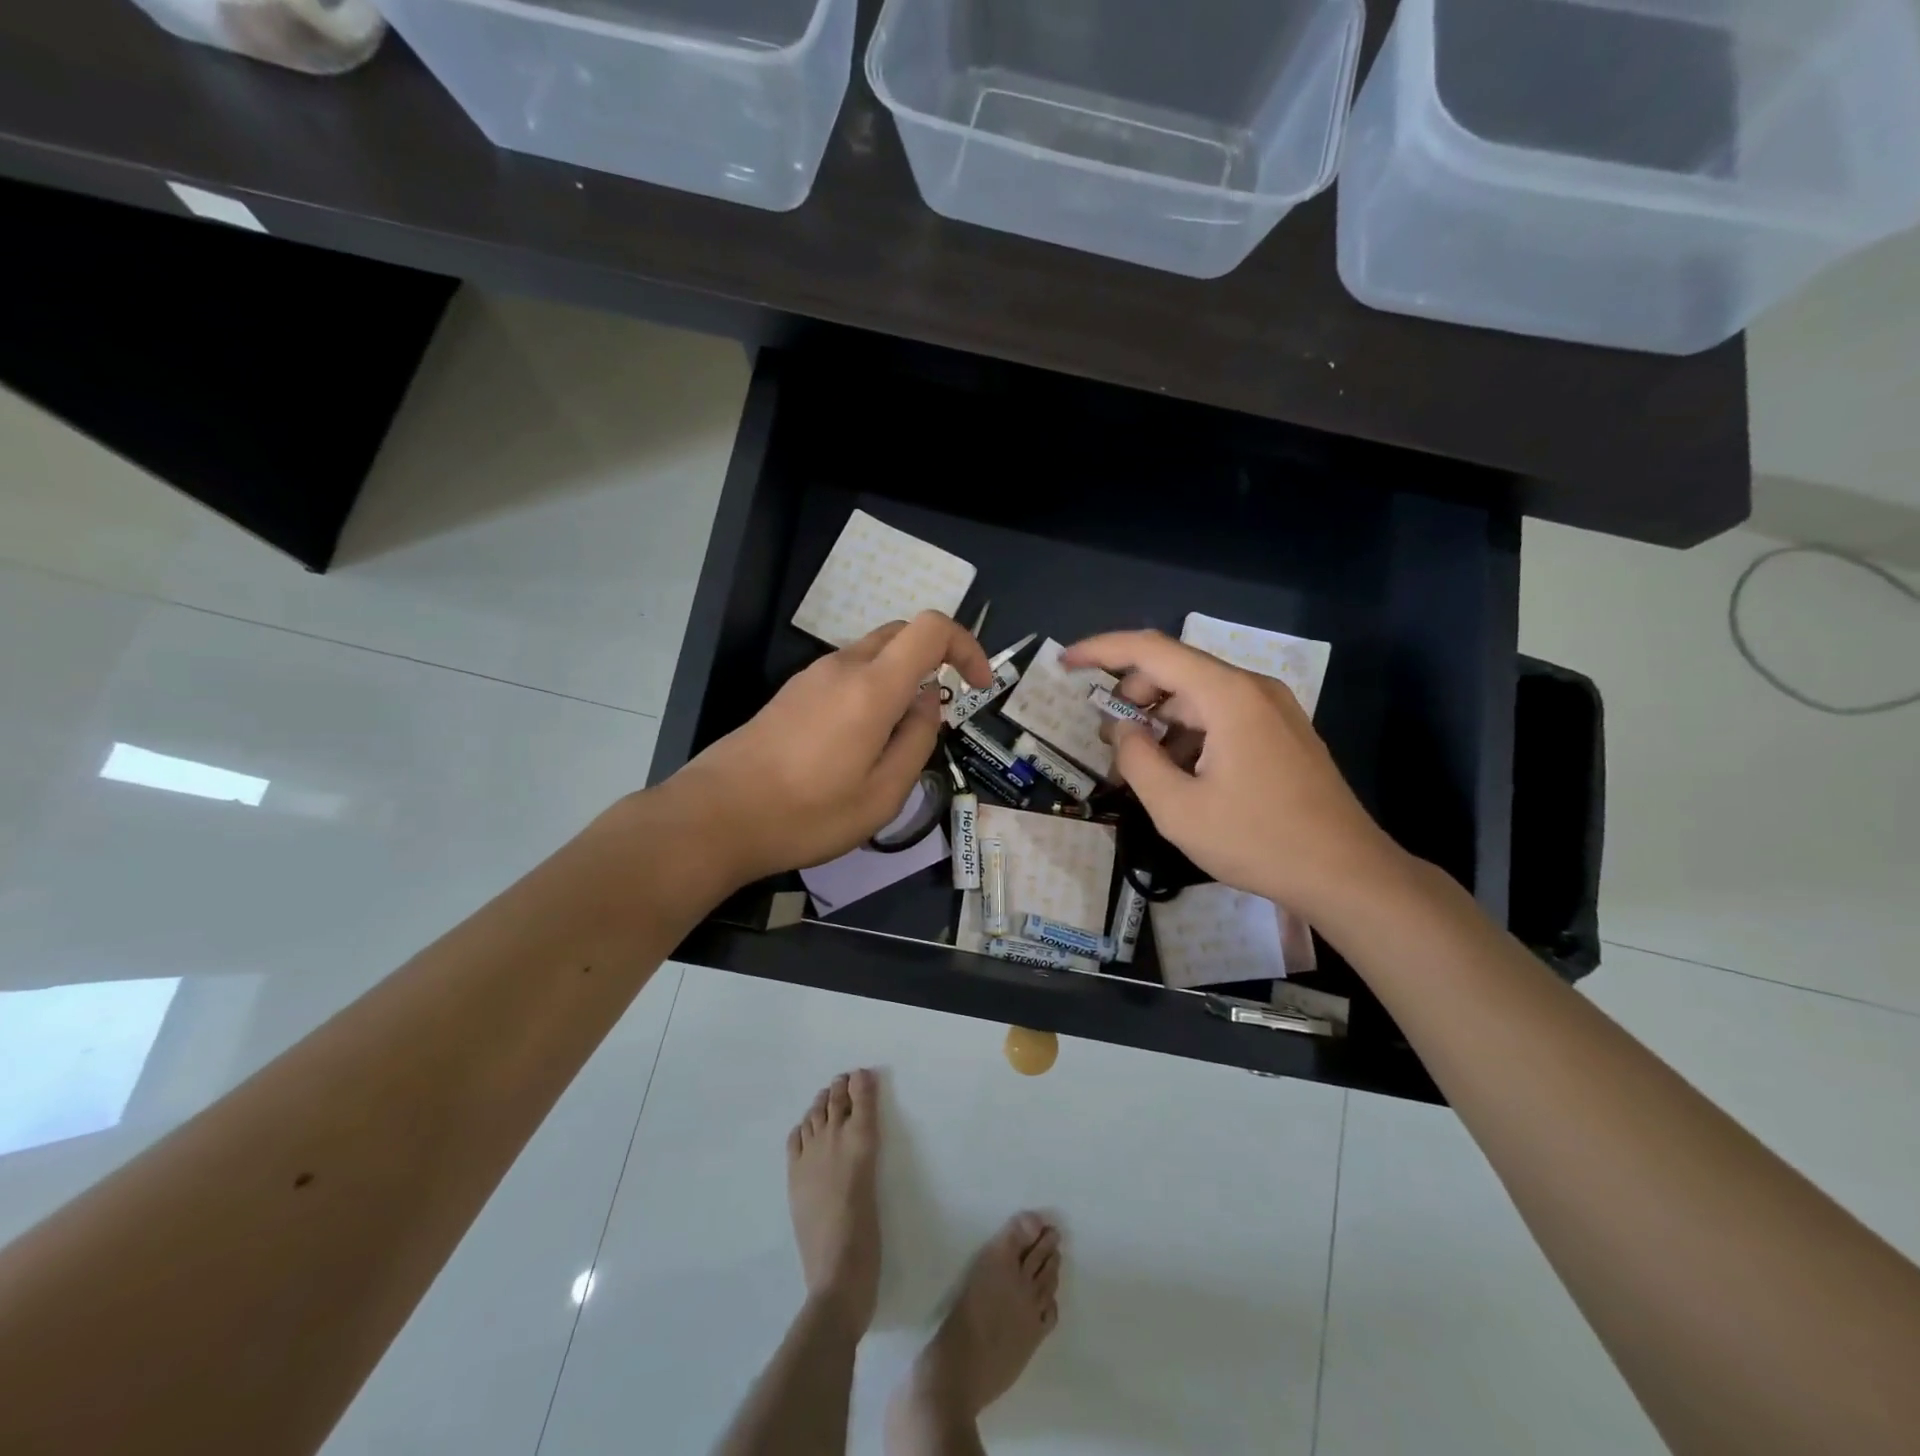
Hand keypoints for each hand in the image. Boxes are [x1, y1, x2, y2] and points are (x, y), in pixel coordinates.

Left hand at [672, 612, 992, 882]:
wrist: (716, 817)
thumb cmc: (807, 814)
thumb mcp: (882, 795)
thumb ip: (916, 742)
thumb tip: (926, 704)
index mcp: (872, 687)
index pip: (931, 628)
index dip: (966, 646)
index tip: (977, 686)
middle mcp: (842, 667)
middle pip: (902, 634)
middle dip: (935, 661)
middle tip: (940, 713)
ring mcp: (811, 677)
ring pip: (872, 655)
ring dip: (899, 681)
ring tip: (896, 742)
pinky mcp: (791, 694)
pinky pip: (845, 675)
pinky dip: (870, 692)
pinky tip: (858, 744)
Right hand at [1063, 630, 1400, 918]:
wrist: (1346, 874)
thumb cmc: (1258, 840)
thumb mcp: (1177, 808)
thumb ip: (1137, 759)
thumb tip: (1123, 730)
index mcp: (1227, 695)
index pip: (1151, 650)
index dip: (1102, 650)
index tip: (1065, 663)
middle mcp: (1252, 688)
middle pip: (1174, 671)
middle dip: (1131, 698)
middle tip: (1108, 743)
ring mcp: (1272, 709)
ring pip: (1197, 697)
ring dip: (1159, 721)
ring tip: (1140, 768)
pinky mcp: (1281, 732)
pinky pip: (1221, 716)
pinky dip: (1188, 734)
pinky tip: (1179, 775)